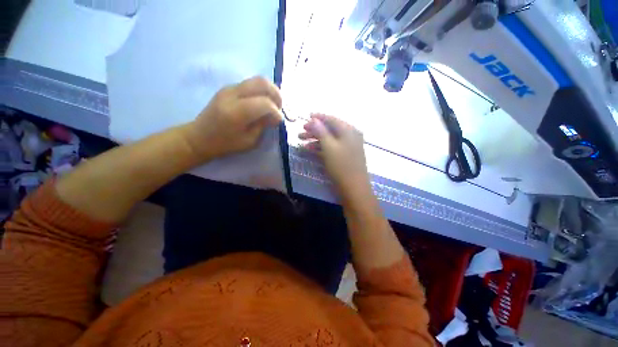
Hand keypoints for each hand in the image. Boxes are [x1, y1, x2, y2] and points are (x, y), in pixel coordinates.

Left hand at [182, 76, 282, 159]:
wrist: (200, 137)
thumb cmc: (226, 144)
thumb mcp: (249, 141)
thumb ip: (263, 125)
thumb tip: (276, 116)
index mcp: (236, 112)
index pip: (264, 103)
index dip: (276, 112)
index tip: (279, 121)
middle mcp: (232, 94)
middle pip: (262, 82)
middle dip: (276, 94)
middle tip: (279, 108)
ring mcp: (229, 88)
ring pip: (257, 80)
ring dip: (270, 91)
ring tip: (273, 106)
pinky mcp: (228, 88)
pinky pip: (250, 84)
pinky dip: (261, 91)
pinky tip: (262, 103)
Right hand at [299, 114, 370, 197]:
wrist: (354, 189)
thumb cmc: (341, 166)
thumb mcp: (329, 147)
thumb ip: (320, 131)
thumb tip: (313, 119)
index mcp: (348, 130)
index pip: (331, 119)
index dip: (318, 117)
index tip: (305, 117)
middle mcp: (351, 135)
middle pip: (330, 129)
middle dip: (314, 130)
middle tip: (301, 133)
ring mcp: (349, 146)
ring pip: (330, 139)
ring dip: (316, 140)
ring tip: (302, 142)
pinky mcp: (346, 156)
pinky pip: (333, 147)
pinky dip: (322, 147)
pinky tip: (311, 150)